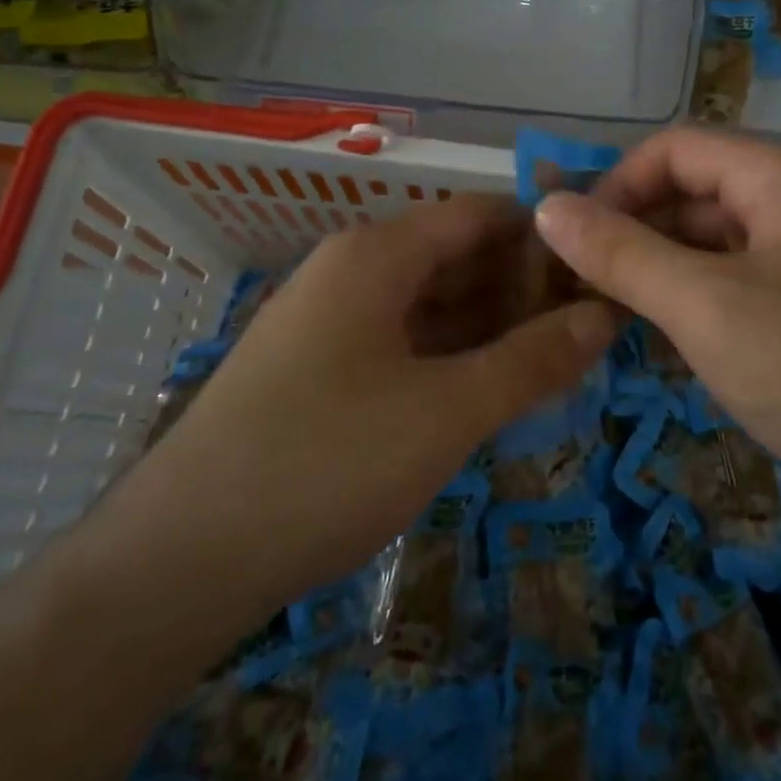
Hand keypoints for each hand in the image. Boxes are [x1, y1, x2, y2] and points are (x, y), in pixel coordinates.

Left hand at [91, 195, 616, 637]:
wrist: (175, 565)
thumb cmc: (325, 463)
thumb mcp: (447, 411)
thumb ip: (533, 360)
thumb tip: (605, 316)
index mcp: (377, 255)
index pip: (480, 215)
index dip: (544, 236)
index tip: (601, 269)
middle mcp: (351, 272)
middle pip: (457, 257)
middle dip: (525, 286)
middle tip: (593, 325)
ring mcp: (331, 324)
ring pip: (432, 305)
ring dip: (493, 326)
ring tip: (559, 357)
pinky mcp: (320, 372)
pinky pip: (405, 344)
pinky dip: (454, 358)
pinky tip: (493, 389)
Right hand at [532, 129, 780, 529]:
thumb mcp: (706, 306)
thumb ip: (621, 253)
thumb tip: (547, 207)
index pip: (677, 148)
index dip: (616, 182)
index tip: (570, 236)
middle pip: (694, 193)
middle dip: (631, 229)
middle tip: (575, 282)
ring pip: (711, 245)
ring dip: (656, 270)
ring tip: (603, 313)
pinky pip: (734, 287)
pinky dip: (690, 303)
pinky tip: (654, 339)